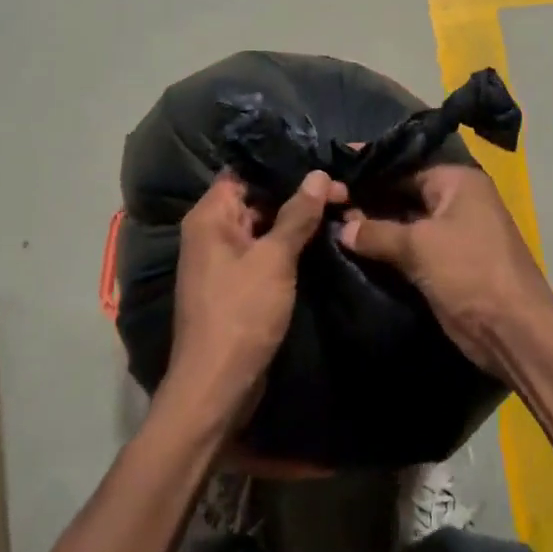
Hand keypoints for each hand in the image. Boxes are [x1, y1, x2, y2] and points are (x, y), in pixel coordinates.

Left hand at [167, 170, 344, 425]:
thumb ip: (297, 215)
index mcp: (210, 217)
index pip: (244, 172)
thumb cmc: (242, 313)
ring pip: (264, 227)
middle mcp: (211, 232)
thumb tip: (318, 174)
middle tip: (342, 189)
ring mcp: (223, 260)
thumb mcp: (274, 259)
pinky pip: (264, 253)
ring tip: (340, 209)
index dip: (281, 167)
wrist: (217, 386)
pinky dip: (289, 246)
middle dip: (297, 194)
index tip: (320, 164)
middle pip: (257, 198)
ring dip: (296, 221)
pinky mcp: (237, 285)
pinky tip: (322, 241)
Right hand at [339, 164, 552, 377]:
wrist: (512, 329)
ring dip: (375, 227)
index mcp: (457, 181)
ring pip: (405, 223)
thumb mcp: (419, 245)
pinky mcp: (447, 263)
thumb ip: (376, 232)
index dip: (369, 171)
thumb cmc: (468, 271)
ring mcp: (453, 233)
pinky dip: (388, 249)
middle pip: (404, 193)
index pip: (405, 166)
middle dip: (369, 200)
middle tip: (325, 202)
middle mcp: (457, 200)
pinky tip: (354, 250)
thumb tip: (342, 227)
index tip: (332, 172)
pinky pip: (411, 248)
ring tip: (330, 224)